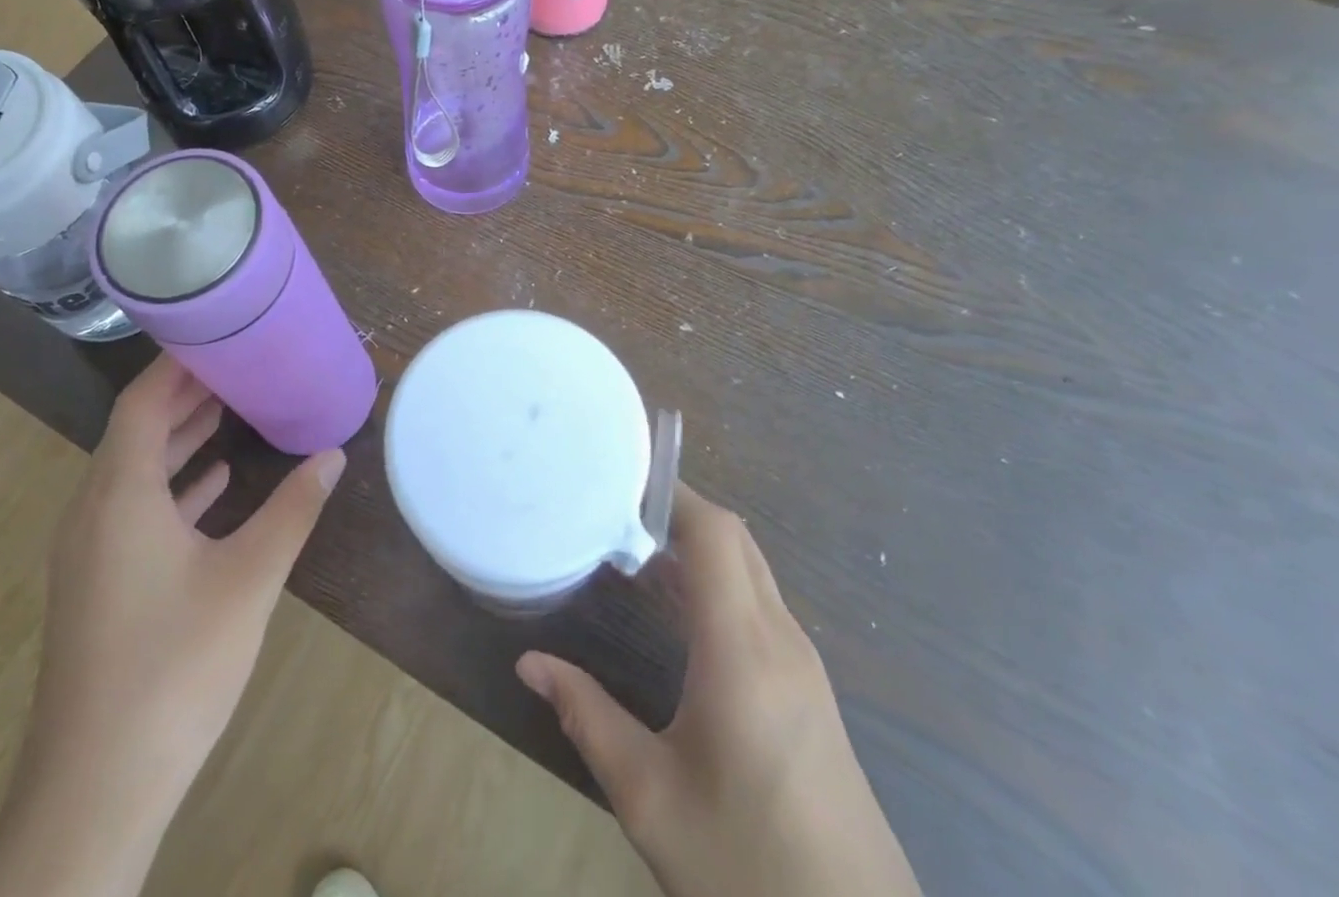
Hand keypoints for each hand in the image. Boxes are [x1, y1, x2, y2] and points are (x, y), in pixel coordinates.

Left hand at [23, 360, 342, 855]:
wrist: (96, 789)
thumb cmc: (175, 667)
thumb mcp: (250, 578)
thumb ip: (293, 509)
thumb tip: (333, 454)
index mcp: (120, 495)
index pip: (142, 403)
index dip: (177, 364)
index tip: (220, 335)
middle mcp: (94, 512)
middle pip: (136, 430)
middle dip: (185, 394)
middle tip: (238, 364)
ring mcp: (92, 552)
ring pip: (135, 471)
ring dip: (181, 438)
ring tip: (233, 409)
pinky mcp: (99, 585)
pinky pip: (135, 510)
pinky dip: (175, 485)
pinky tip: (217, 483)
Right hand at [517, 486, 918, 896]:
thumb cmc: (748, 865)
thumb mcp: (651, 798)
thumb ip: (587, 717)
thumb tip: (529, 664)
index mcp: (742, 649)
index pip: (715, 534)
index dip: (672, 494)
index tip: (620, 481)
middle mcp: (780, 638)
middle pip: (734, 540)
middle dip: (678, 511)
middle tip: (616, 510)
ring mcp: (803, 663)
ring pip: (750, 569)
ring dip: (698, 546)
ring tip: (633, 548)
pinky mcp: (809, 689)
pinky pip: (760, 603)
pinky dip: (717, 581)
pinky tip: (677, 610)